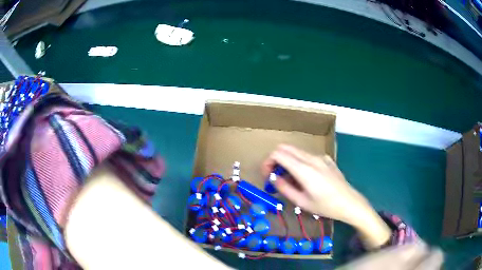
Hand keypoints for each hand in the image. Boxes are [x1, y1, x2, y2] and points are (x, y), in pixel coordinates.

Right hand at [262, 144, 390, 247]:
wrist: (350, 203)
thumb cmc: (325, 206)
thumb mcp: (302, 202)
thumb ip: (285, 188)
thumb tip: (273, 178)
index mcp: (304, 170)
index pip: (278, 154)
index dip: (268, 162)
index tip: (267, 175)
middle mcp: (311, 158)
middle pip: (285, 148)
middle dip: (275, 159)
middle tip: (274, 175)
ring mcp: (320, 157)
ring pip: (296, 151)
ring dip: (287, 160)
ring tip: (289, 179)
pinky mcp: (326, 159)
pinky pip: (307, 155)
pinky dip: (299, 161)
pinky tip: (305, 177)